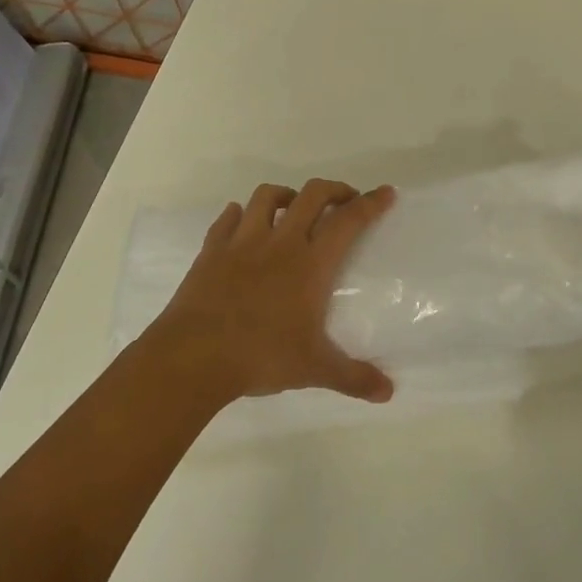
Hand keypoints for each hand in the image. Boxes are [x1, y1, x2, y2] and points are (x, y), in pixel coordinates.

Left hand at [140, 179, 397, 404]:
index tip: (385, 192)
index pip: (348, 221)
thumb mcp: (314, 369)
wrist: (194, 356)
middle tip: (344, 199)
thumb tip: (388, 392)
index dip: (370, 203)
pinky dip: (238, 214)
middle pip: (312, 196)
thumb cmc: (261, 356)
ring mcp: (242, 242)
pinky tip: (242, 222)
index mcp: (311, 263)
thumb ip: (354, 377)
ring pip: (266, 197)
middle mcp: (280, 243)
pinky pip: (226, 219)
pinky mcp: (212, 251)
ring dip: (285, 195)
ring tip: (293, 207)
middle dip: (333, 190)